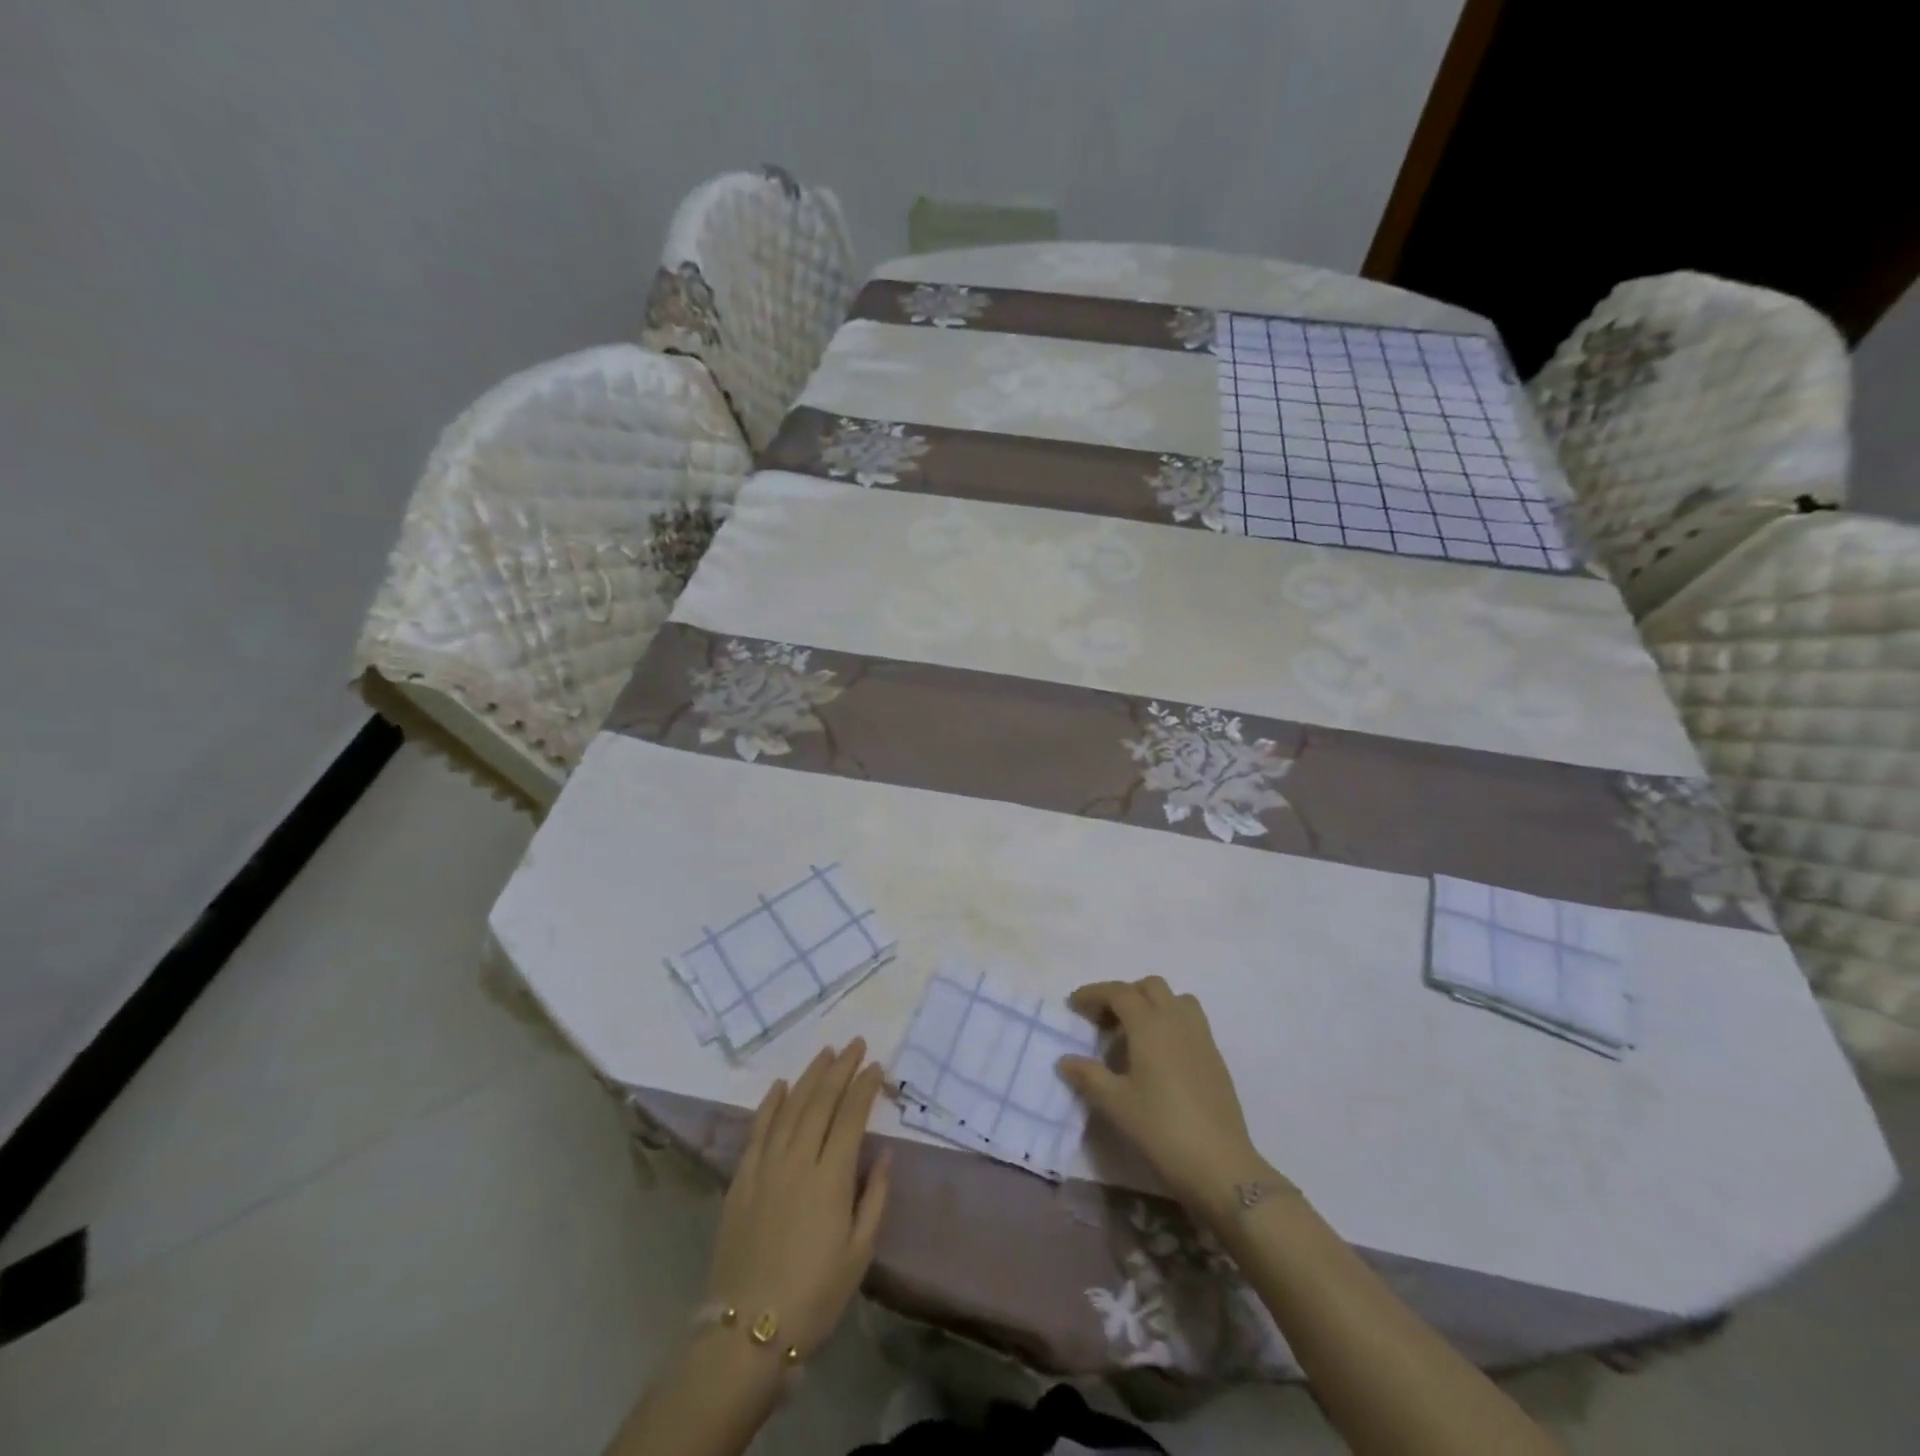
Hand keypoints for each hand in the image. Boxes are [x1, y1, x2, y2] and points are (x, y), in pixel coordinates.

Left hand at [706, 1040, 891, 1358]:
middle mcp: (798, 1160)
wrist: (746, 1332)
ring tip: (825, 1053)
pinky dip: (770, 1104)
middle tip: (855, 1044)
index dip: (864, 1087)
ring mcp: (766, 1166)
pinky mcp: (741, 1179)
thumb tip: (885, 1153)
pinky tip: (780, 1085)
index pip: (851, 1116)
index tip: (876, 1065)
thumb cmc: (814, 1295)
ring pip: (790, 1107)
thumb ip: (875, 1197)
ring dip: (809, 1076)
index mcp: (831, 1178)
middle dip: (841, 1069)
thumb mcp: (859, 1253)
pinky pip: (757, 1130)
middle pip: (821, 1101)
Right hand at [1057, 977, 1278, 1218]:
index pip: (1119, 992)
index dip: (1093, 994)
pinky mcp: (1215, 1057)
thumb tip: (1065, 1060)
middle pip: (1149, 986)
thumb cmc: (1161, 1129)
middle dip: (1123, 995)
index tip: (1073, 1005)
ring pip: (1175, 999)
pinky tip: (1158, 1056)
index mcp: (1150, 1025)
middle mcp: (1177, 1020)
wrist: (1220, 1166)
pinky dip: (1170, 1022)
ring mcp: (1201, 1037)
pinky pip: (1190, 1021)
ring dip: (1151, 1004)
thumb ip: (1088, 1075)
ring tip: (1133, 1033)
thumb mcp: (1115, 1104)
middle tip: (1103, 1022)